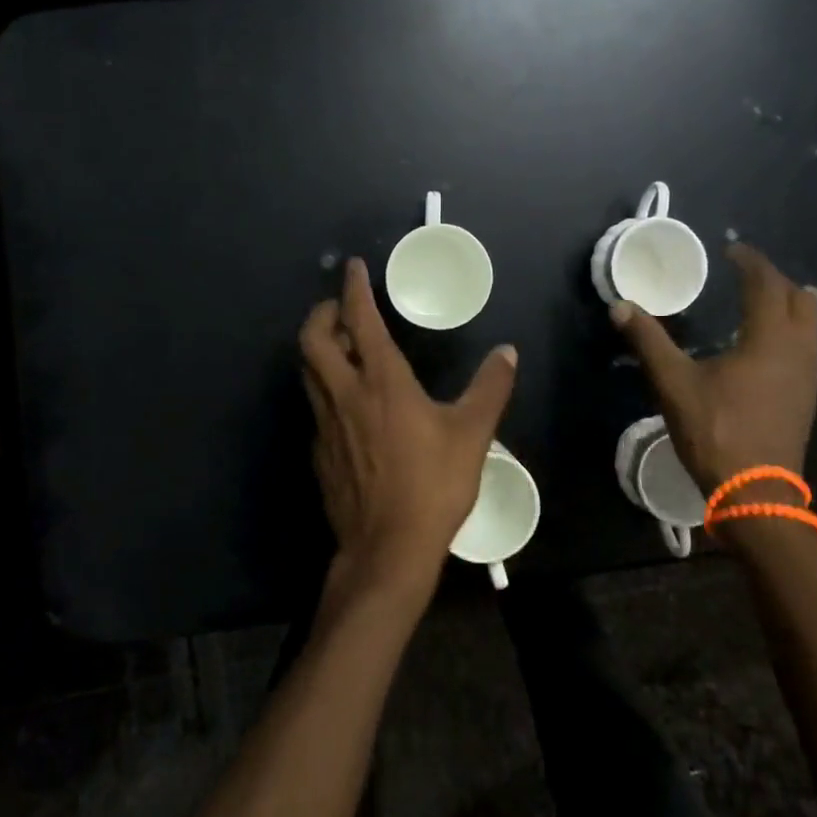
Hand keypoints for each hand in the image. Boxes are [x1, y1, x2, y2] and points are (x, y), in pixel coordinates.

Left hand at [300, 258, 518, 592]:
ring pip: (307, 371)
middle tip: (339, 309)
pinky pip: (314, 404)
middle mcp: (345, 393)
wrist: (388, 549)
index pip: (359, 320)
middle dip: (321, 314)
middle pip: (312, 339)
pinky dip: (324, 386)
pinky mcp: (319, 451)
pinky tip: (346, 402)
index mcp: (381, 381)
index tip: (353, 268)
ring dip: (318, 349)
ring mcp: (325, 424)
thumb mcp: (472, 434)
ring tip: (340, 346)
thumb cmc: (432, 484)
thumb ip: (490, 388)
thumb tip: (508, 353)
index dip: (354, 289)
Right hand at [611, 244, 816, 490]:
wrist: (756, 494)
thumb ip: (649, 341)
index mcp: (770, 339)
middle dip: (774, 279)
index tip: (731, 249)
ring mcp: (807, 376)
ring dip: (785, 304)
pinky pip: (805, 346)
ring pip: (809, 324)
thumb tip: (620, 306)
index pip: (767, 284)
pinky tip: (759, 345)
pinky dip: (787, 330)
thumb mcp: (674, 383)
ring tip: (753, 302)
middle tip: (744, 273)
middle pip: (800, 299)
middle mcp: (798, 350)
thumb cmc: (717, 431)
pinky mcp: (806, 397)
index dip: (750, 261)